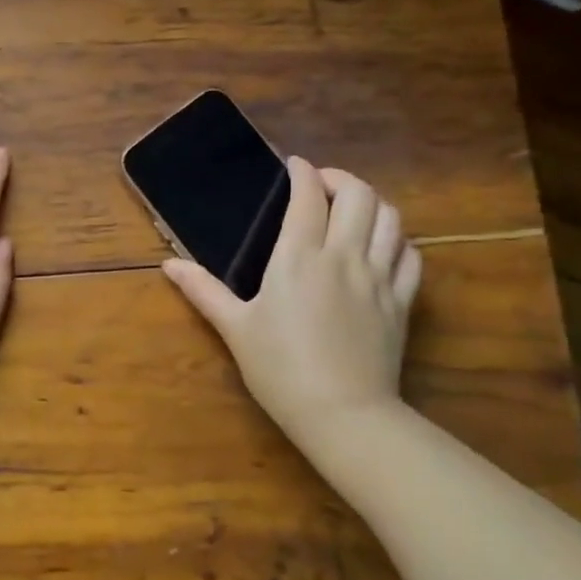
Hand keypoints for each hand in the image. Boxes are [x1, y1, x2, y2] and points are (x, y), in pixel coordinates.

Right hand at [163, 158, 420, 437]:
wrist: (342, 414)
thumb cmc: (280, 369)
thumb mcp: (235, 329)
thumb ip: (203, 290)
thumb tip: (168, 265)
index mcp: (299, 257)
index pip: (308, 196)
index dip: (302, 172)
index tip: (293, 165)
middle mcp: (344, 256)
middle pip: (359, 195)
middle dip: (340, 179)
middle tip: (321, 186)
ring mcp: (379, 278)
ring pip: (391, 218)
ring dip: (373, 203)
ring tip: (353, 209)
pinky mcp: (402, 302)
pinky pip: (411, 256)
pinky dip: (398, 240)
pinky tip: (384, 247)